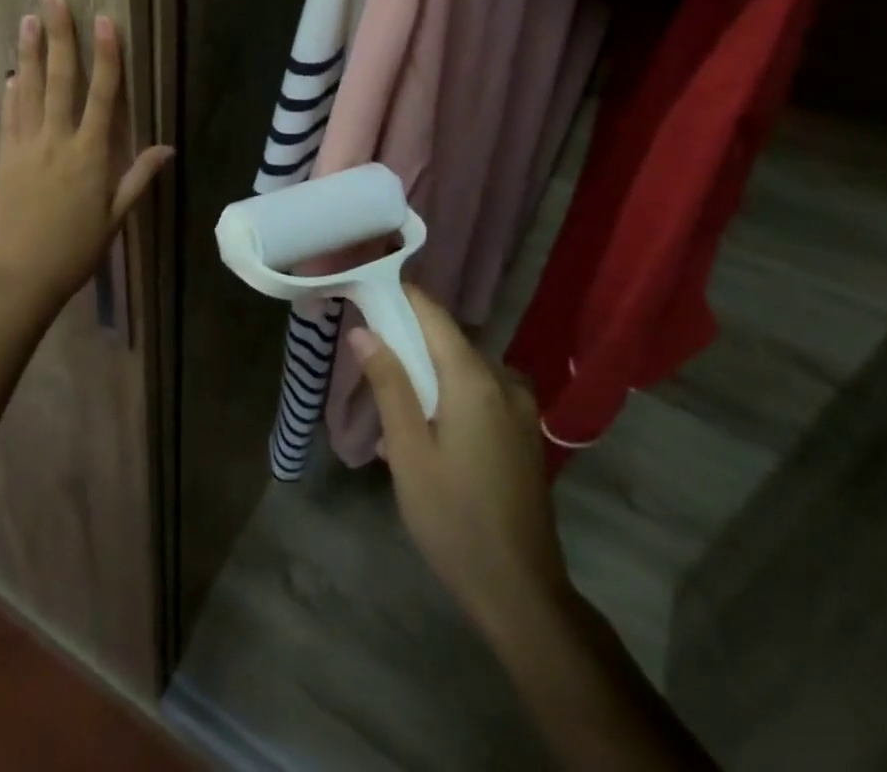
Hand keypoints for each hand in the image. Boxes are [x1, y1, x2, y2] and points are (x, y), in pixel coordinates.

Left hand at [0, 0, 172, 320]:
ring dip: (30, 53)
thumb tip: (167, 147)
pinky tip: (11, 74)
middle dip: (60, 36)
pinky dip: (11, 93)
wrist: (17, 279)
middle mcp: (57, 141)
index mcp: (90, 154)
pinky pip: (8, 118)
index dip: (106, 55)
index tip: (105, 20)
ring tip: (27, 19)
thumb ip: (138, 178)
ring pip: (29, 90)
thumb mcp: (114, 218)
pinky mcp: (3, 158)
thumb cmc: (74, 251)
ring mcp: (25, 147)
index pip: (102, 94)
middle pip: (60, 79)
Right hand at [349, 287, 571, 650]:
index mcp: (474, 379)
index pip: (432, 314)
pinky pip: (479, 394)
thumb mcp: (408, 450)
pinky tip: (425, 435)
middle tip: (367, 364)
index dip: (399, 297)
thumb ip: (388, 383)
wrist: (521, 593)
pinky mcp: (523, 432)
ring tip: (390, 412)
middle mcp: (503, 381)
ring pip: (462, 369)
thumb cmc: (453, 518)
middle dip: (406, 344)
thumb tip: (363, 331)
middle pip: (447, 341)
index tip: (365, 293)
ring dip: (426, 378)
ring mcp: (519, 407)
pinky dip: (448, 398)